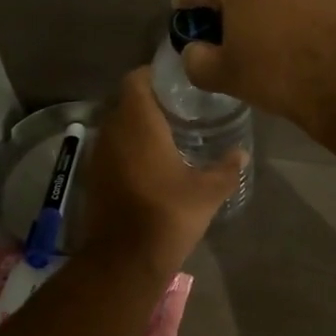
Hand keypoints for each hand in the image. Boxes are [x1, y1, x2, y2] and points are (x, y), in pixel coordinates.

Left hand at [79, 68, 244, 278]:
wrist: (124, 259)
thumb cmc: (168, 214)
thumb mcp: (208, 192)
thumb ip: (227, 168)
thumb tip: (242, 154)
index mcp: (138, 123)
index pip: (136, 79)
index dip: (154, 75)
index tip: (177, 83)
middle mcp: (112, 131)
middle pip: (126, 101)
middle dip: (150, 101)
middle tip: (181, 108)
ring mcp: (99, 155)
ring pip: (117, 126)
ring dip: (137, 126)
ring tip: (169, 134)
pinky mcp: (94, 177)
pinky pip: (112, 149)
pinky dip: (128, 148)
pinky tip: (152, 163)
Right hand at [172, 0, 335, 130]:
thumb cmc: (279, 69)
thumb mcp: (225, 73)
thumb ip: (196, 60)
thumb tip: (196, 52)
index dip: (187, 18)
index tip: (192, 42)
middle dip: (225, 9)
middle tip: (226, 45)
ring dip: (258, 7)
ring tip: (261, 44)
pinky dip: (288, 10)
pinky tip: (292, 40)